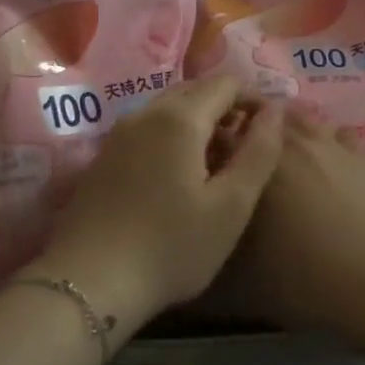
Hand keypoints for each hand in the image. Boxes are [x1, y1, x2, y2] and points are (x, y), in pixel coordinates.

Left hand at [34, 75, 284, 332]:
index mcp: (180, 118)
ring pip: (168, 108)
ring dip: (199, 120)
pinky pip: (147, 128)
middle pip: (194, 90)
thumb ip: (259, 152)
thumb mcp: (231, 206)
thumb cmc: (171, 247)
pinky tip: (179, 173)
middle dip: (226, 106)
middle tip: (247, 145)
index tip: (271, 129)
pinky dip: (172, 135)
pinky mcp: (103, 156)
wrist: (89, 282)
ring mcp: (119, 134)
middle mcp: (145, 113)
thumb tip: (275, 110)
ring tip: (218, 160)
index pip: (226, 83)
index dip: (255, 98)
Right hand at [214, 114, 364, 340]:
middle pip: (260, 117)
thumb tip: (199, 231)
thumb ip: (215, 244)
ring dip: (284, 130)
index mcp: (254, 163)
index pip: (220, 135)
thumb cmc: (306, 281)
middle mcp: (290, 142)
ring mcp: (330, 143)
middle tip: (241, 158)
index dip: (208, 144)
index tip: (204, 162)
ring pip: (300, 119)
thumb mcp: (243, 277)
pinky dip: (324, 141)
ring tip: (281, 155)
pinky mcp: (364, 155)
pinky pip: (336, 134)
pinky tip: (324, 164)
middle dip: (246, 130)